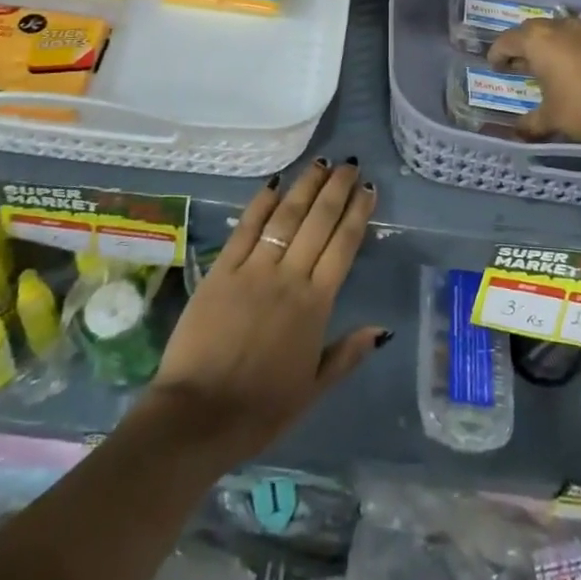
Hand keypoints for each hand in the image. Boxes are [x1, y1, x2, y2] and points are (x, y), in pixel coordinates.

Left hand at [139, 158, 384, 469]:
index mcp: (315, 305)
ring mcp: (253, 269)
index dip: (357, 213)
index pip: (343, 246)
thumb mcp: (312, 389)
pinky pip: (246, 228)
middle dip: (337, 189)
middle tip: (349, 164)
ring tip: (321, 163)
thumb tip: (382, 328)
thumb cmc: (260, 410)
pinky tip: (275, 184)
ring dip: (305, 187)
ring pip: (286, 216)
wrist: (197, 416)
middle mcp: (289, 277)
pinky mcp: (221, 269)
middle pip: (318, 221)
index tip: (369, 188)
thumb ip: (347, 354)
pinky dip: (262, 203)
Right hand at [487, 16, 580, 147]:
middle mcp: (561, 27)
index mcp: (539, 40)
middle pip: (532, 30)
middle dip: (522, 46)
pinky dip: (571, 50)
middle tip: (518, 64)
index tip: (495, 66)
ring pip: (559, 31)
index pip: (508, 40)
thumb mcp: (552, 118)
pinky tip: (576, 71)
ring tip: (547, 67)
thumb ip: (531, 122)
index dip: (498, 53)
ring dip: (549, 46)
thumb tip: (518, 130)